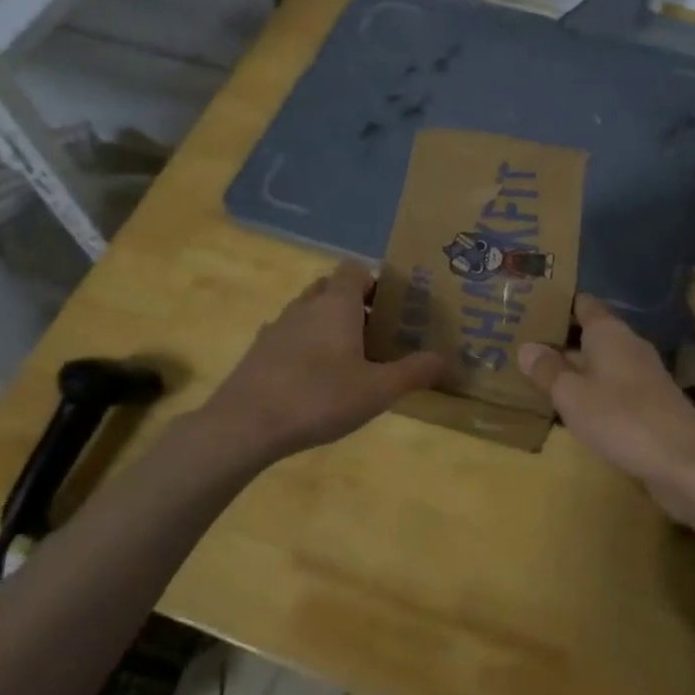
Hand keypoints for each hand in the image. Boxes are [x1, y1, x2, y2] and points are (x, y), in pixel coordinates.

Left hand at [204, 261, 445, 460]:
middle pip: (332, 287)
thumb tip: (449, 359)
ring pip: (310, 312)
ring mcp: (277, 327)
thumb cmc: (319, 397)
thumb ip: (415, 372)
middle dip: (356, 304)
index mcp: (336, 303)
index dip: (377, 282)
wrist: (245, 425)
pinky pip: (291, 336)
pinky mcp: (259, 351)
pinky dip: (307, 347)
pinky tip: (317, 381)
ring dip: (330, 326)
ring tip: (351, 360)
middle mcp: (305, 305)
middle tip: (379, 334)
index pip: (356, 268)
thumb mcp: (378, 390)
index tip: (394, 308)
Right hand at [519, 295, 694, 518]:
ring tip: (538, 375)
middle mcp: (628, 344)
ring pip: (600, 361)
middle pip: (590, 332)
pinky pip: (612, 385)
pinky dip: (591, 389)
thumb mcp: (572, 395)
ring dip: (574, 367)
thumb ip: (547, 370)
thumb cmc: (621, 418)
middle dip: (560, 339)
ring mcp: (642, 374)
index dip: (557, 304)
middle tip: (521, 345)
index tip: (529, 308)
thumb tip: (526, 347)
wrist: (684, 462)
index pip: (582, 304)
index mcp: (609, 332)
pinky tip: (572, 406)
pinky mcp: (650, 401)